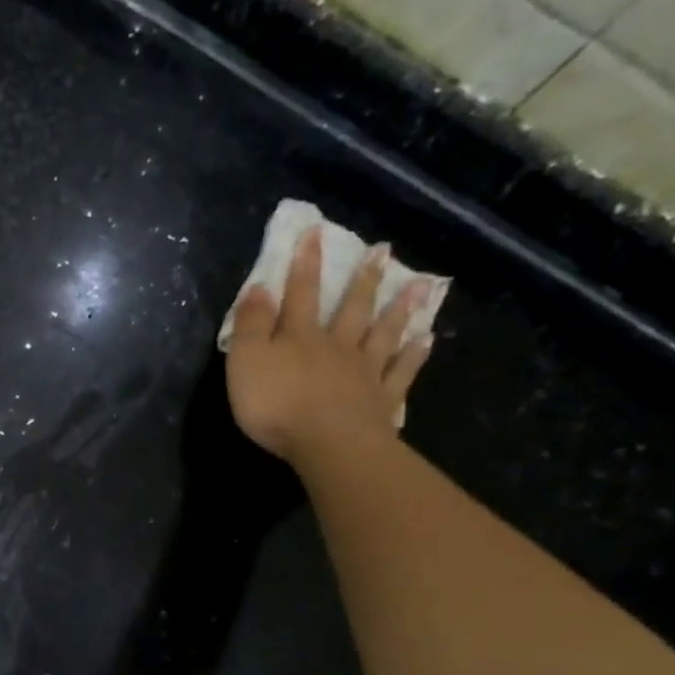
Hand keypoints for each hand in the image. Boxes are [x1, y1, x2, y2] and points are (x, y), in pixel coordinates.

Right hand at [225, 226, 438, 464]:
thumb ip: (250, 325)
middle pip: (351, 308)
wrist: (328, 443)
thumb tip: (259, 287)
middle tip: (384, 250)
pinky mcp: (382, 402)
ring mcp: (364, 373)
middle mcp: (337, 347)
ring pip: (384, 334)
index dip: (305, 264)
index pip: (299, 294)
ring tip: (418, 286)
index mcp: (300, 337)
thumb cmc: (277, 404)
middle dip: (363, 279)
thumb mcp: (246, 361)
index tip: (314, 231)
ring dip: (399, 310)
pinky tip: (427, 340)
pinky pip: (401, 372)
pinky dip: (415, 355)